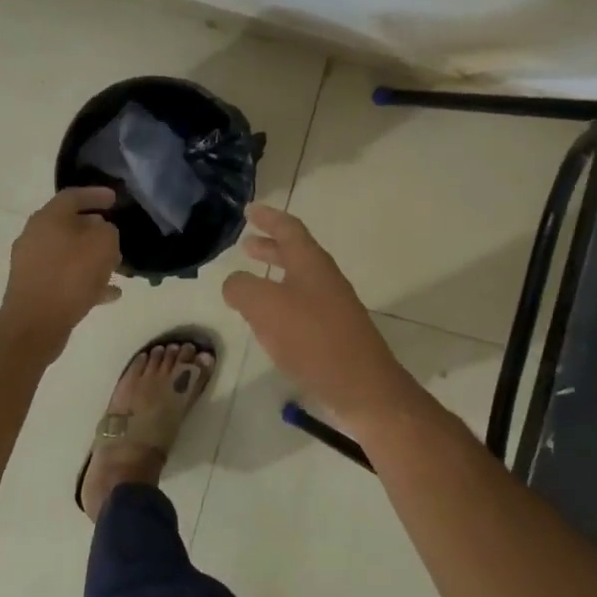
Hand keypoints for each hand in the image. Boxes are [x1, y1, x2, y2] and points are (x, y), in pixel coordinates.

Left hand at [0, 187, 122, 351]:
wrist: (35, 324)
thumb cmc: (70, 276)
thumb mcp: (102, 245)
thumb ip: (107, 230)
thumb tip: (101, 230)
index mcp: (48, 218)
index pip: (73, 195)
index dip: (96, 194)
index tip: (115, 199)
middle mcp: (35, 235)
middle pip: (69, 225)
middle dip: (95, 230)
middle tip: (116, 235)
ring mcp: (32, 263)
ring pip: (69, 252)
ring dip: (92, 257)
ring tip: (117, 267)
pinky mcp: (34, 288)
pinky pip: (65, 277)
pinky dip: (86, 280)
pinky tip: (109, 293)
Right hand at [221, 204, 414, 427]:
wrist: (362, 386)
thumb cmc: (312, 338)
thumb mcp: (265, 307)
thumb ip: (242, 288)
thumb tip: (234, 283)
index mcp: (311, 263)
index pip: (288, 229)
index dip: (268, 218)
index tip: (250, 210)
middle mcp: (324, 278)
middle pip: (295, 253)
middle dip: (269, 247)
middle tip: (246, 244)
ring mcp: (332, 306)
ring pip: (298, 281)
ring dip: (274, 276)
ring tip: (250, 283)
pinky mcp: (334, 333)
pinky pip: (302, 307)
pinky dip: (281, 304)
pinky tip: (268, 323)